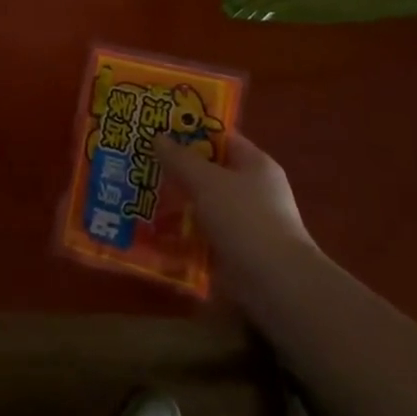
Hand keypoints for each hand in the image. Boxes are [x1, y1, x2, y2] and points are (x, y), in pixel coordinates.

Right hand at [153, 133, 317, 307]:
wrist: (275, 283)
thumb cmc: (244, 219)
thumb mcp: (207, 181)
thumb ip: (181, 159)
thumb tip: (158, 136)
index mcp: (255, 164)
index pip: (221, 138)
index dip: (191, 132)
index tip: (158, 132)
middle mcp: (253, 190)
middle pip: (210, 172)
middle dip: (178, 170)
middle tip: (142, 164)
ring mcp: (245, 222)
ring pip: (204, 204)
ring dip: (178, 203)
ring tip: (140, 198)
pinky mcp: (236, 250)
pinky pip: (203, 233)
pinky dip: (183, 233)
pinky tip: (155, 232)